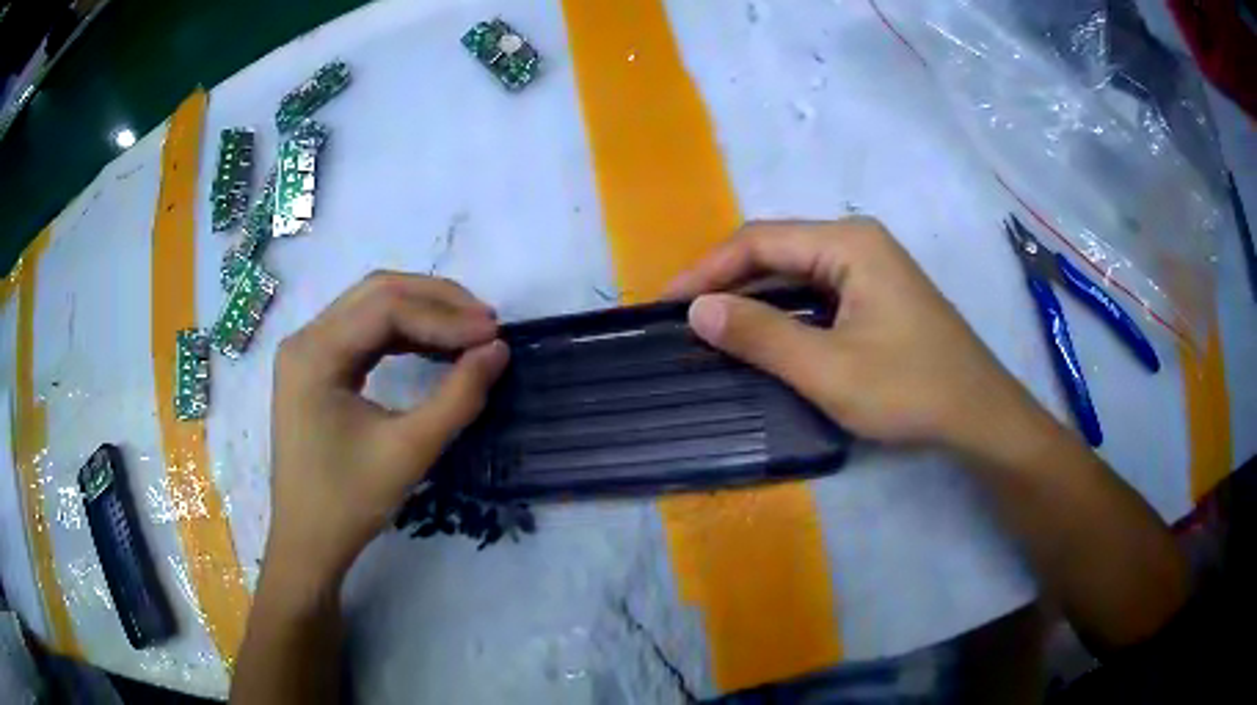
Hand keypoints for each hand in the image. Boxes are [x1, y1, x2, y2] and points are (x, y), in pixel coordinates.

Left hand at [266, 272, 508, 589]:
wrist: (308, 543)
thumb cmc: (349, 502)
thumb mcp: (409, 451)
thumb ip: (458, 396)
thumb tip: (499, 351)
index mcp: (314, 354)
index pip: (386, 308)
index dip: (445, 316)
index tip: (494, 336)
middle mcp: (305, 339)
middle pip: (377, 293)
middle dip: (436, 301)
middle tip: (486, 323)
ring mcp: (307, 352)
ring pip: (371, 307)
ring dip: (422, 313)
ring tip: (469, 332)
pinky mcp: (315, 368)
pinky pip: (363, 333)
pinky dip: (403, 333)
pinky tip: (435, 346)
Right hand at [668, 218, 1045, 455]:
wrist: (978, 416)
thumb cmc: (910, 390)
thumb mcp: (830, 369)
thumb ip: (762, 335)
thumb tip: (698, 310)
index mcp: (848, 242)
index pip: (759, 241)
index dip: (707, 270)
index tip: (666, 304)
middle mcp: (857, 241)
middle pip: (776, 250)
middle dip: (726, 281)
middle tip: (682, 318)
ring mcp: (870, 266)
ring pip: (795, 271)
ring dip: (752, 296)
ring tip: (710, 325)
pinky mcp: (876, 293)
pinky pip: (816, 290)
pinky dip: (782, 309)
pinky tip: (760, 332)